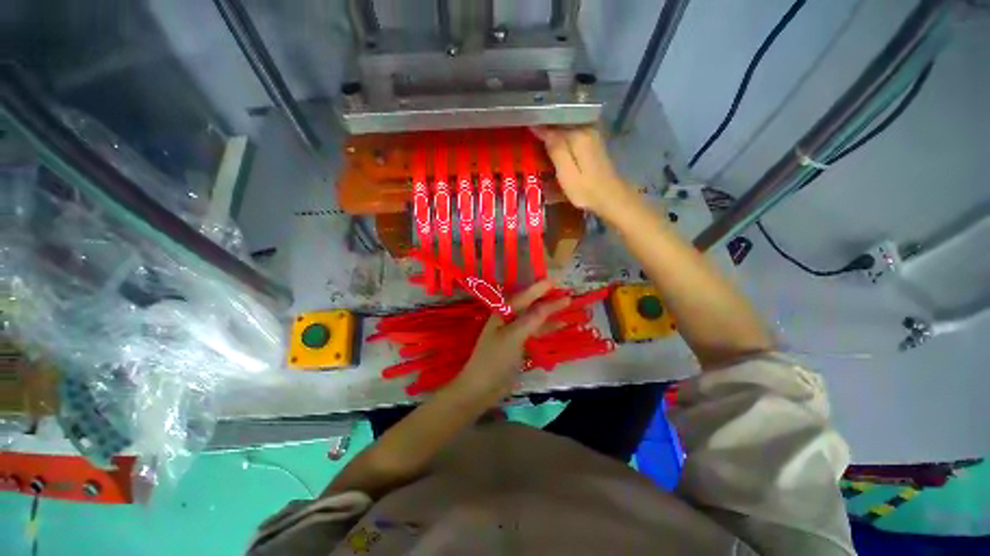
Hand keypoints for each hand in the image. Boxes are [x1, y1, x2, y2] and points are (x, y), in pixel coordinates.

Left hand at [449, 280, 569, 404]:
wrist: (481, 388)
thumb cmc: (494, 359)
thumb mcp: (513, 337)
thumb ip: (530, 320)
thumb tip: (548, 304)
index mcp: (503, 313)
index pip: (524, 296)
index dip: (539, 288)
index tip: (555, 281)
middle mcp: (508, 319)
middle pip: (531, 306)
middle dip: (548, 300)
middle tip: (567, 293)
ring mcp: (514, 332)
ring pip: (535, 319)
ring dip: (551, 314)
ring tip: (569, 308)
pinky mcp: (518, 345)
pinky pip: (535, 332)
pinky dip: (547, 329)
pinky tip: (560, 327)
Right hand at [531, 125, 633, 220]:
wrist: (610, 197)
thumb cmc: (586, 190)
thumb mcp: (567, 173)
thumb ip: (556, 149)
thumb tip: (540, 128)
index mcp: (577, 135)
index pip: (551, 124)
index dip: (537, 126)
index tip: (524, 129)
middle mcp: (586, 128)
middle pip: (561, 120)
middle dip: (545, 124)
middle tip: (528, 132)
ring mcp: (592, 134)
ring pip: (567, 125)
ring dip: (553, 129)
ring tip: (538, 136)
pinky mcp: (593, 141)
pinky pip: (573, 131)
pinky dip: (563, 135)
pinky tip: (555, 143)